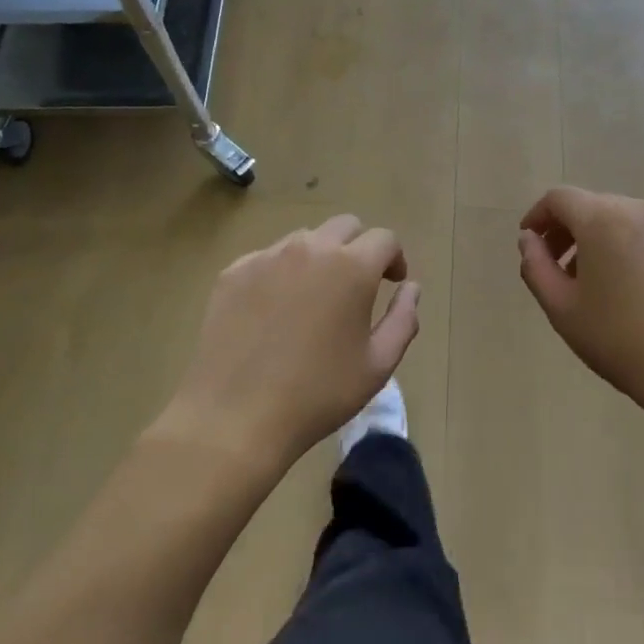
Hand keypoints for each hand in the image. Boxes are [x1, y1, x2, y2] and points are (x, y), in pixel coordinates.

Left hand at [158, 216, 420, 474]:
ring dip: (320, 257)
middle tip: (357, 285)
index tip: (392, 283)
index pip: (384, 239)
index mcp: (352, 267)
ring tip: (315, 297)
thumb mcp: (378, 364)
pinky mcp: (233, 273)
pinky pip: (268, 258)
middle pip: (345, 226)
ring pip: (304, 239)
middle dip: (359, 248)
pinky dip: (281, 272)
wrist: (235, 418)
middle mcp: (310, 249)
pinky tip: (276, 310)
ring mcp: (267, 257)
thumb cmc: (318, 394)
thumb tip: (410, 288)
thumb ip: (403, 319)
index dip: (394, 258)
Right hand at [517, 187, 643, 431]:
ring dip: (605, 242)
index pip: (559, 198)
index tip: (531, 242)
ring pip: (628, 222)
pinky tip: (642, 295)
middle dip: (571, 231)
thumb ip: (535, 265)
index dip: (538, 216)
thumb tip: (529, 239)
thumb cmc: (618, 340)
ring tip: (601, 285)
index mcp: (602, 219)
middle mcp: (641, 211)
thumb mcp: (561, 308)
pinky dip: (638, 253)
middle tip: (561, 269)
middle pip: (595, 206)